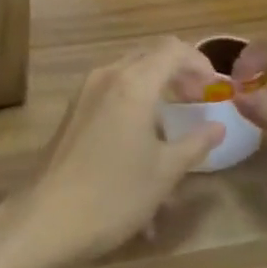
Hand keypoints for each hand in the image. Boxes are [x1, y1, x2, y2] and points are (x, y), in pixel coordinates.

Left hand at [7, 39, 222, 267]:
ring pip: (128, 74)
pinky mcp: (72, 110)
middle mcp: (106, 77)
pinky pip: (110, 92)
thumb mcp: (165, 171)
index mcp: (133, 83)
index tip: (216, 89)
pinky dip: (132, 102)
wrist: (49, 218)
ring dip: (155, 88)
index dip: (200, 63)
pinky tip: (142, 140)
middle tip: (199, 101)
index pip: (173, 49)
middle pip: (149, 56)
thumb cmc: (115, 194)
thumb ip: (195, 143)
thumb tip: (217, 127)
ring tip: (172, 124)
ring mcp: (84, 92)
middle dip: (178, 73)